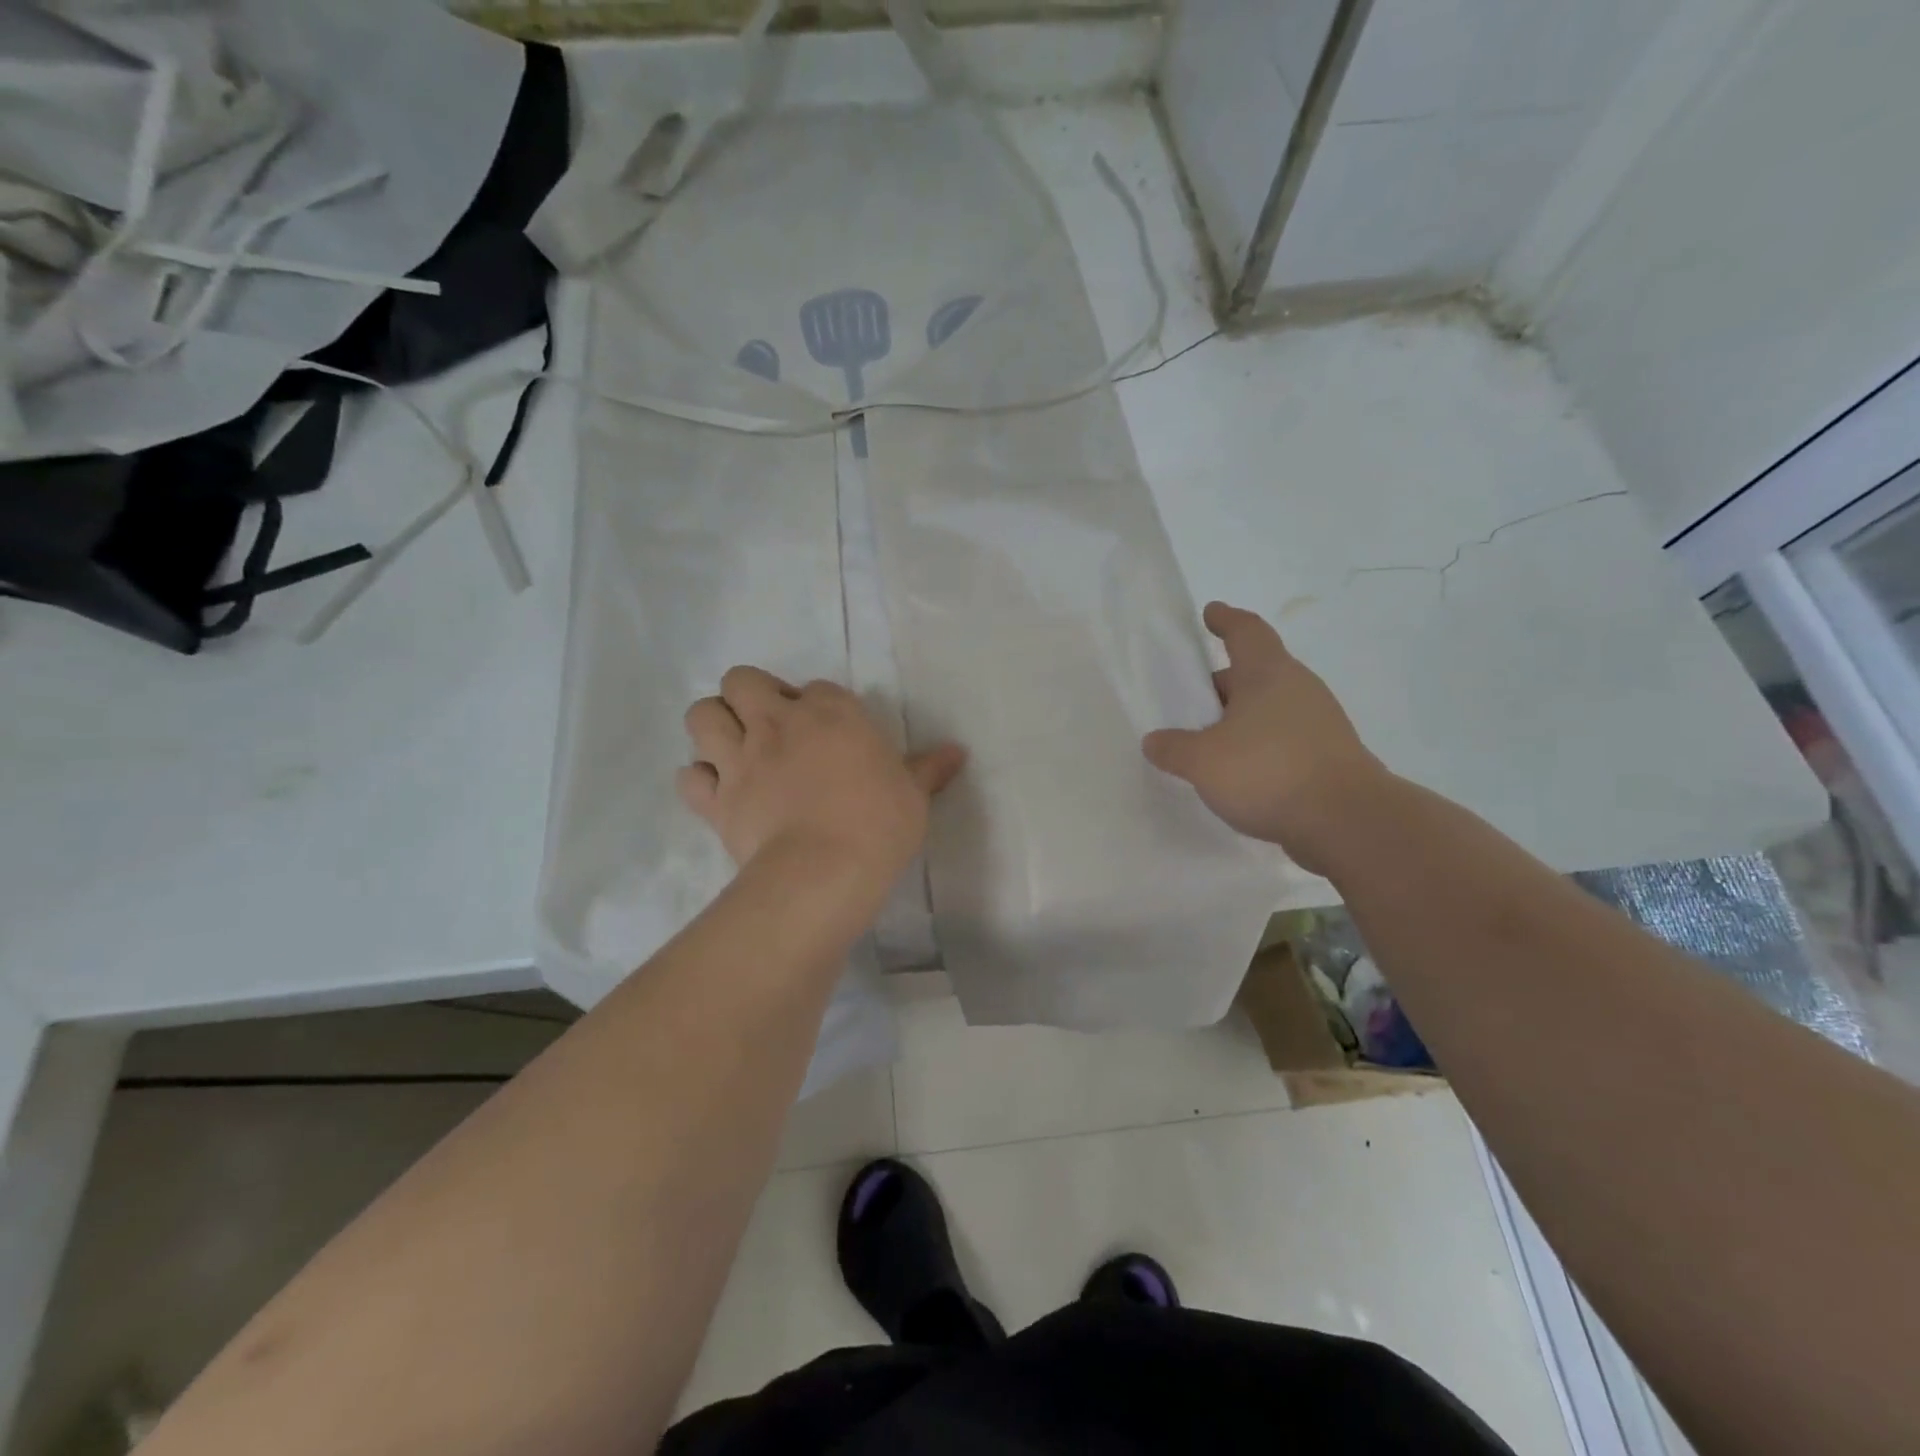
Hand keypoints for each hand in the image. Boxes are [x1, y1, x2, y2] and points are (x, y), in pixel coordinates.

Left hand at [679, 668, 966, 882]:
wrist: (824, 871)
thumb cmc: (878, 824)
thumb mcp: (913, 794)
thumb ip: (928, 768)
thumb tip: (959, 751)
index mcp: (830, 713)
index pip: (817, 687)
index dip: (819, 704)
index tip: (830, 730)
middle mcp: (777, 723)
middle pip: (742, 680)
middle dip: (750, 695)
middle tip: (770, 725)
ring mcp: (740, 759)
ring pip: (701, 715)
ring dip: (715, 725)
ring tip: (735, 748)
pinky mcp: (717, 800)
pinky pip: (689, 777)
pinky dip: (700, 780)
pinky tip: (719, 791)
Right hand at [1142, 602, 1388, 873]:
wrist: (1349, 823)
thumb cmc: (1269, 772)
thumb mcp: (1203, 761)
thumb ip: (1173, 748)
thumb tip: (1155, 741)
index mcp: (1268, 674)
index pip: (1246, 630)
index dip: (1226, 619)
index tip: (1209, 613)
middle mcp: (1298, 689)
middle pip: (1254, 673)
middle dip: (1222, 684)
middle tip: (1190, 702)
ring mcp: (1320, 723)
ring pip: (1269, 708)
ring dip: (1239, 719)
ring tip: (1208, 744)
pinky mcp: (1328, 756)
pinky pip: (1282, 739)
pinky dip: (1258, 747)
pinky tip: (1239, 773)